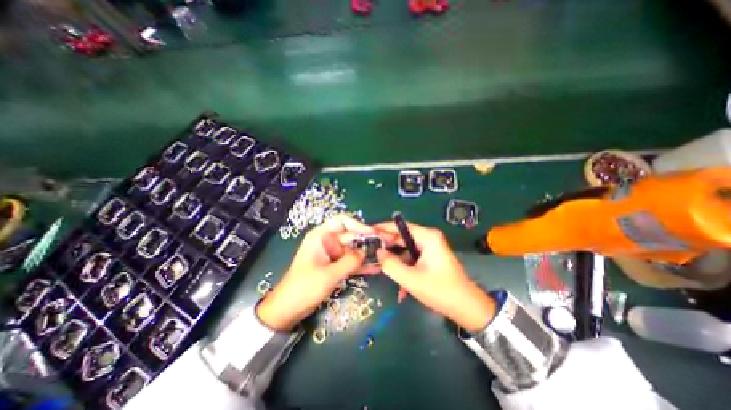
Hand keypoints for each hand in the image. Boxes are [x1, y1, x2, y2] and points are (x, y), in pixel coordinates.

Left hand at [256, 217, 372, 330]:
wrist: (288, 309)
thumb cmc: (304, 288)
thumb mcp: (328, 275)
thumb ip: (349, 262)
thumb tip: (366, 252)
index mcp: (321, 236)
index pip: (342, 221)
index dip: (358, 224)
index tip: (372, 233)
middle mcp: (328, 241)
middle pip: (351, 236)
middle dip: (367, 241)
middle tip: (385, 246)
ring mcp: (332, 254)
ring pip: (353, 249)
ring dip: (366, 253)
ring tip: (383, 257)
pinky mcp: (335, 265)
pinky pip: (351, 261)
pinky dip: (361, 264)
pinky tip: (375, 269)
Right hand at [377, 221, 496, 333]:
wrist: (467, 308)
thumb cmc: (440, 291)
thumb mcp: (411, 279)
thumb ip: (391, 264)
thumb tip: (378, 251)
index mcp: (427, 237)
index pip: (399, 226)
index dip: (382, 228)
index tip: (367, 232)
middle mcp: (428, 238)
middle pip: (401, 236)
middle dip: (387, 245)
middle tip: (369, 251)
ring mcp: (429, 248)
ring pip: (405, 248)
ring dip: (395, 260)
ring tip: (381, 267)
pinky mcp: (430, 257)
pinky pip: (411, 257)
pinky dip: (404, 267)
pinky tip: (399, 284)